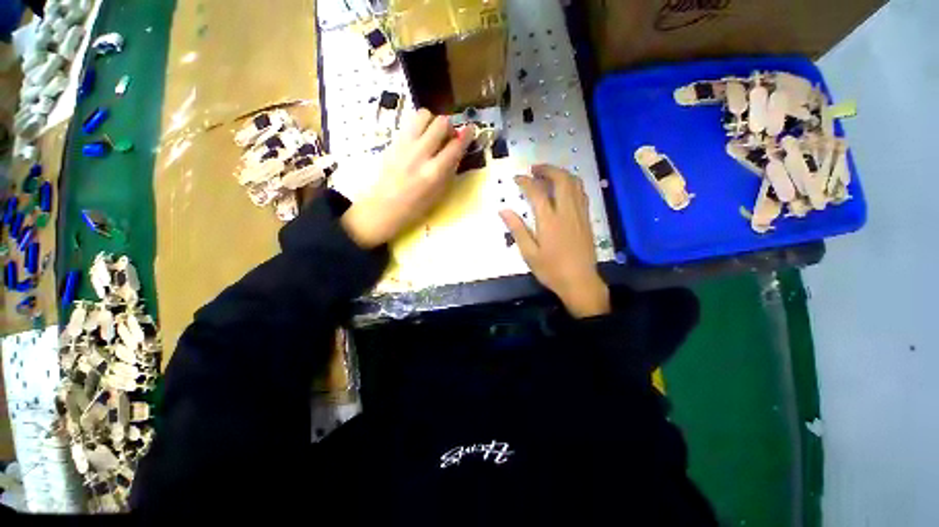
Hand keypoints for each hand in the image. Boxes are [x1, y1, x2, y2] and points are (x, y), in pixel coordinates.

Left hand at [341, 109, 474, 247]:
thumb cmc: (416, 206)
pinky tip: (419, 139)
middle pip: (441, 123)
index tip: (471, 129)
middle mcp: (421, 154)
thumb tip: (457, 150)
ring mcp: (405, 145)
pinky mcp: (393, 142)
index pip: (455, 146)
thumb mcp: (440, 193)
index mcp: (435, 172)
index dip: (466, 135)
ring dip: (432, 121)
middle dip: (449, 127)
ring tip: (432, 134)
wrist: (385, 206)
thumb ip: (449, 170)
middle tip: (449, 136)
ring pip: (423, 115)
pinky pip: (409, 123)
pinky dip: (419, 126)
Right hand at [500, 165, 609, 317]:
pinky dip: (571, 184)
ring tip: (548, 175)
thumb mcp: (529, 253)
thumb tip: (503, 210)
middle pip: (561, 179)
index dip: (525, 181)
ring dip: (561, 173)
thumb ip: (517, 229)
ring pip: (575, 183)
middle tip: (534, 169)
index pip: (536, 192)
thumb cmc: (551, 270)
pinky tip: (563, 189)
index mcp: (549, 221)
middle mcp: (566, 212)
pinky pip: (581, 193)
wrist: (580, 281)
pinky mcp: (587, 219)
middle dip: (547, 169)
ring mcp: (579, 214)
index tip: (517, 178)